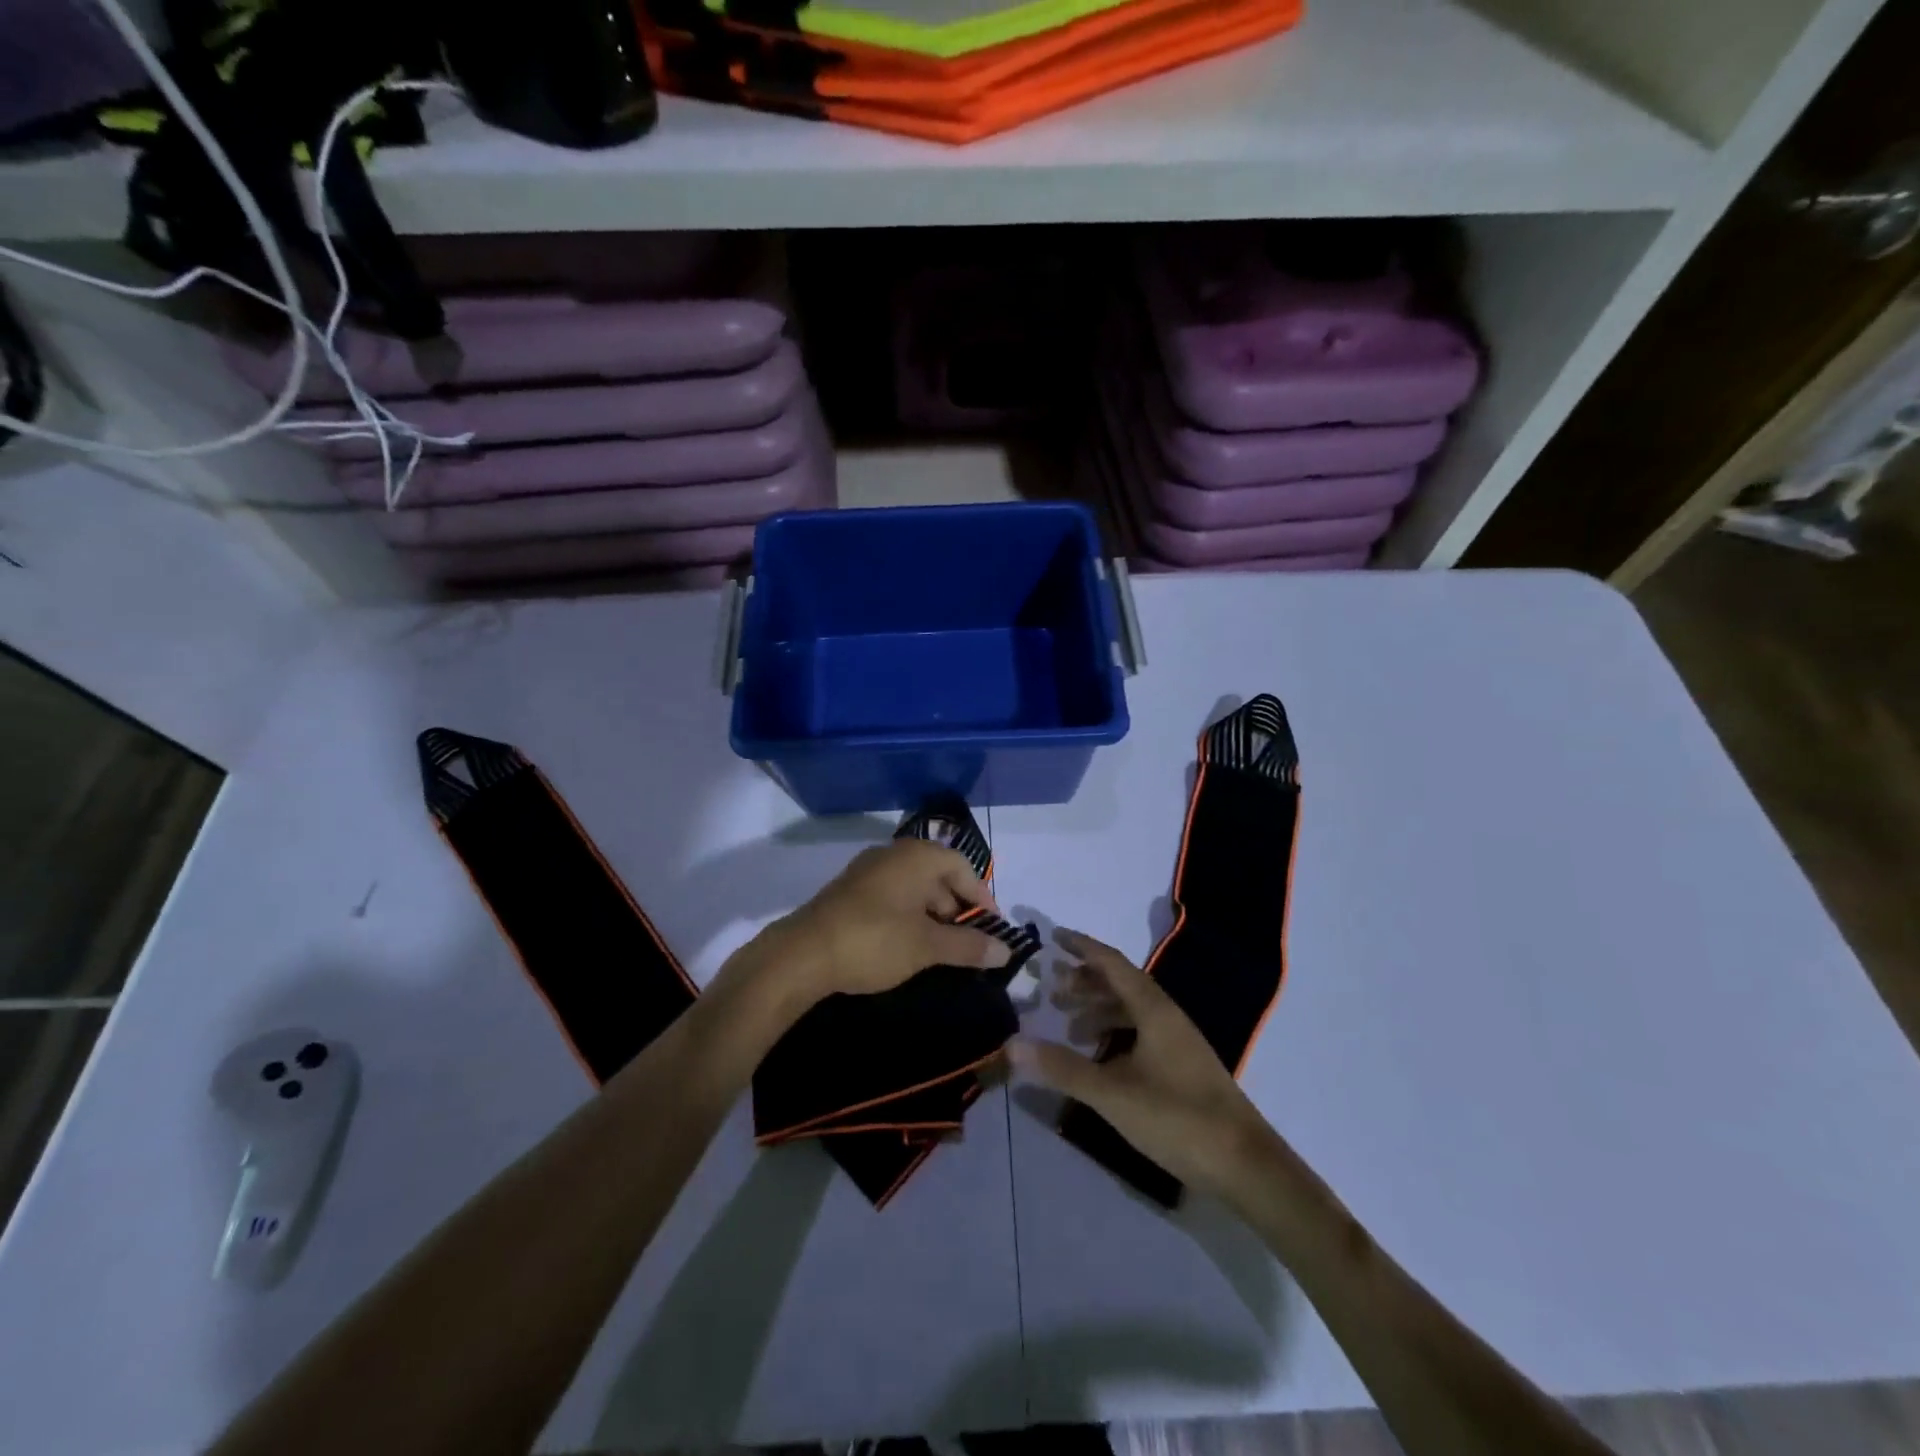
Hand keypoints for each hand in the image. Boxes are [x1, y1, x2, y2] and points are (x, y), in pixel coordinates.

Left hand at [776, 839, 1009, 998]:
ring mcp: (868, 872)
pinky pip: (892, 897)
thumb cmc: (874, 941)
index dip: (982, 897)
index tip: (992, 928)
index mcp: (916, 857)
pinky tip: (909, 945)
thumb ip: (969, 946)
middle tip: (968, 942)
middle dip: (957, 908)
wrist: (801, 955)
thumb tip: (1006, 950)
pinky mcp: (850, 892)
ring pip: (914, 888)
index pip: (962, 866)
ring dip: (933, 915)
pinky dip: (909, 917)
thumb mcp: (927, 946)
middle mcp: (893, 855)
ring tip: (942, 949)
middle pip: (938, 875)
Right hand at [1007, 928, 1275, 1197]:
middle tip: (1052, 991)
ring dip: (1099, 1011)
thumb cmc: (1177, 1118)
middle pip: (1121, 984)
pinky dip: (1115, 1035)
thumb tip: (1011, 1045)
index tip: (1053, 936)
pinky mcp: (1183, 1066)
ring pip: (1132, 1010)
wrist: (1245, 1165)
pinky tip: (1101, 1060)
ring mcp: (1178, 1042)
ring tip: (1069, 1029)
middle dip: (1085, 982)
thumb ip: (1062, 1068)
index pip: (1111, 962)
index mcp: (1153, 1008)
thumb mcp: (1112, 1093)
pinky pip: (1141, 1033)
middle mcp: (1167, 1015)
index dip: (1082, 946)